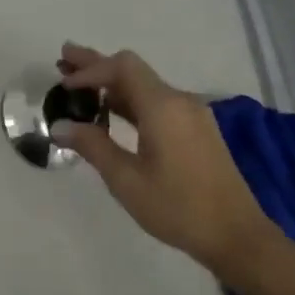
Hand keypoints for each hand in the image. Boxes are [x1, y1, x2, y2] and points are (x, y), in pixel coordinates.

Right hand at [52, 43, 283, 280]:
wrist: (235, 235)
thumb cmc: (177, 207)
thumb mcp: (126, 179)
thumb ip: (92, 146)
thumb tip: (59, 126)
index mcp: (163, 107)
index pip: (122, 68)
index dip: (89, 70)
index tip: (63, 84)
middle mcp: (180, 102)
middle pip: (132, 71)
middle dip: (96, 65)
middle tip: (63, 58)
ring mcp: (191, 116)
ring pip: (144, 87)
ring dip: (111, 84)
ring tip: (78, 84)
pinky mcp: (195, 131)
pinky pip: (156, 103)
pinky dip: (129, 100)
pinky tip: (110, 109)